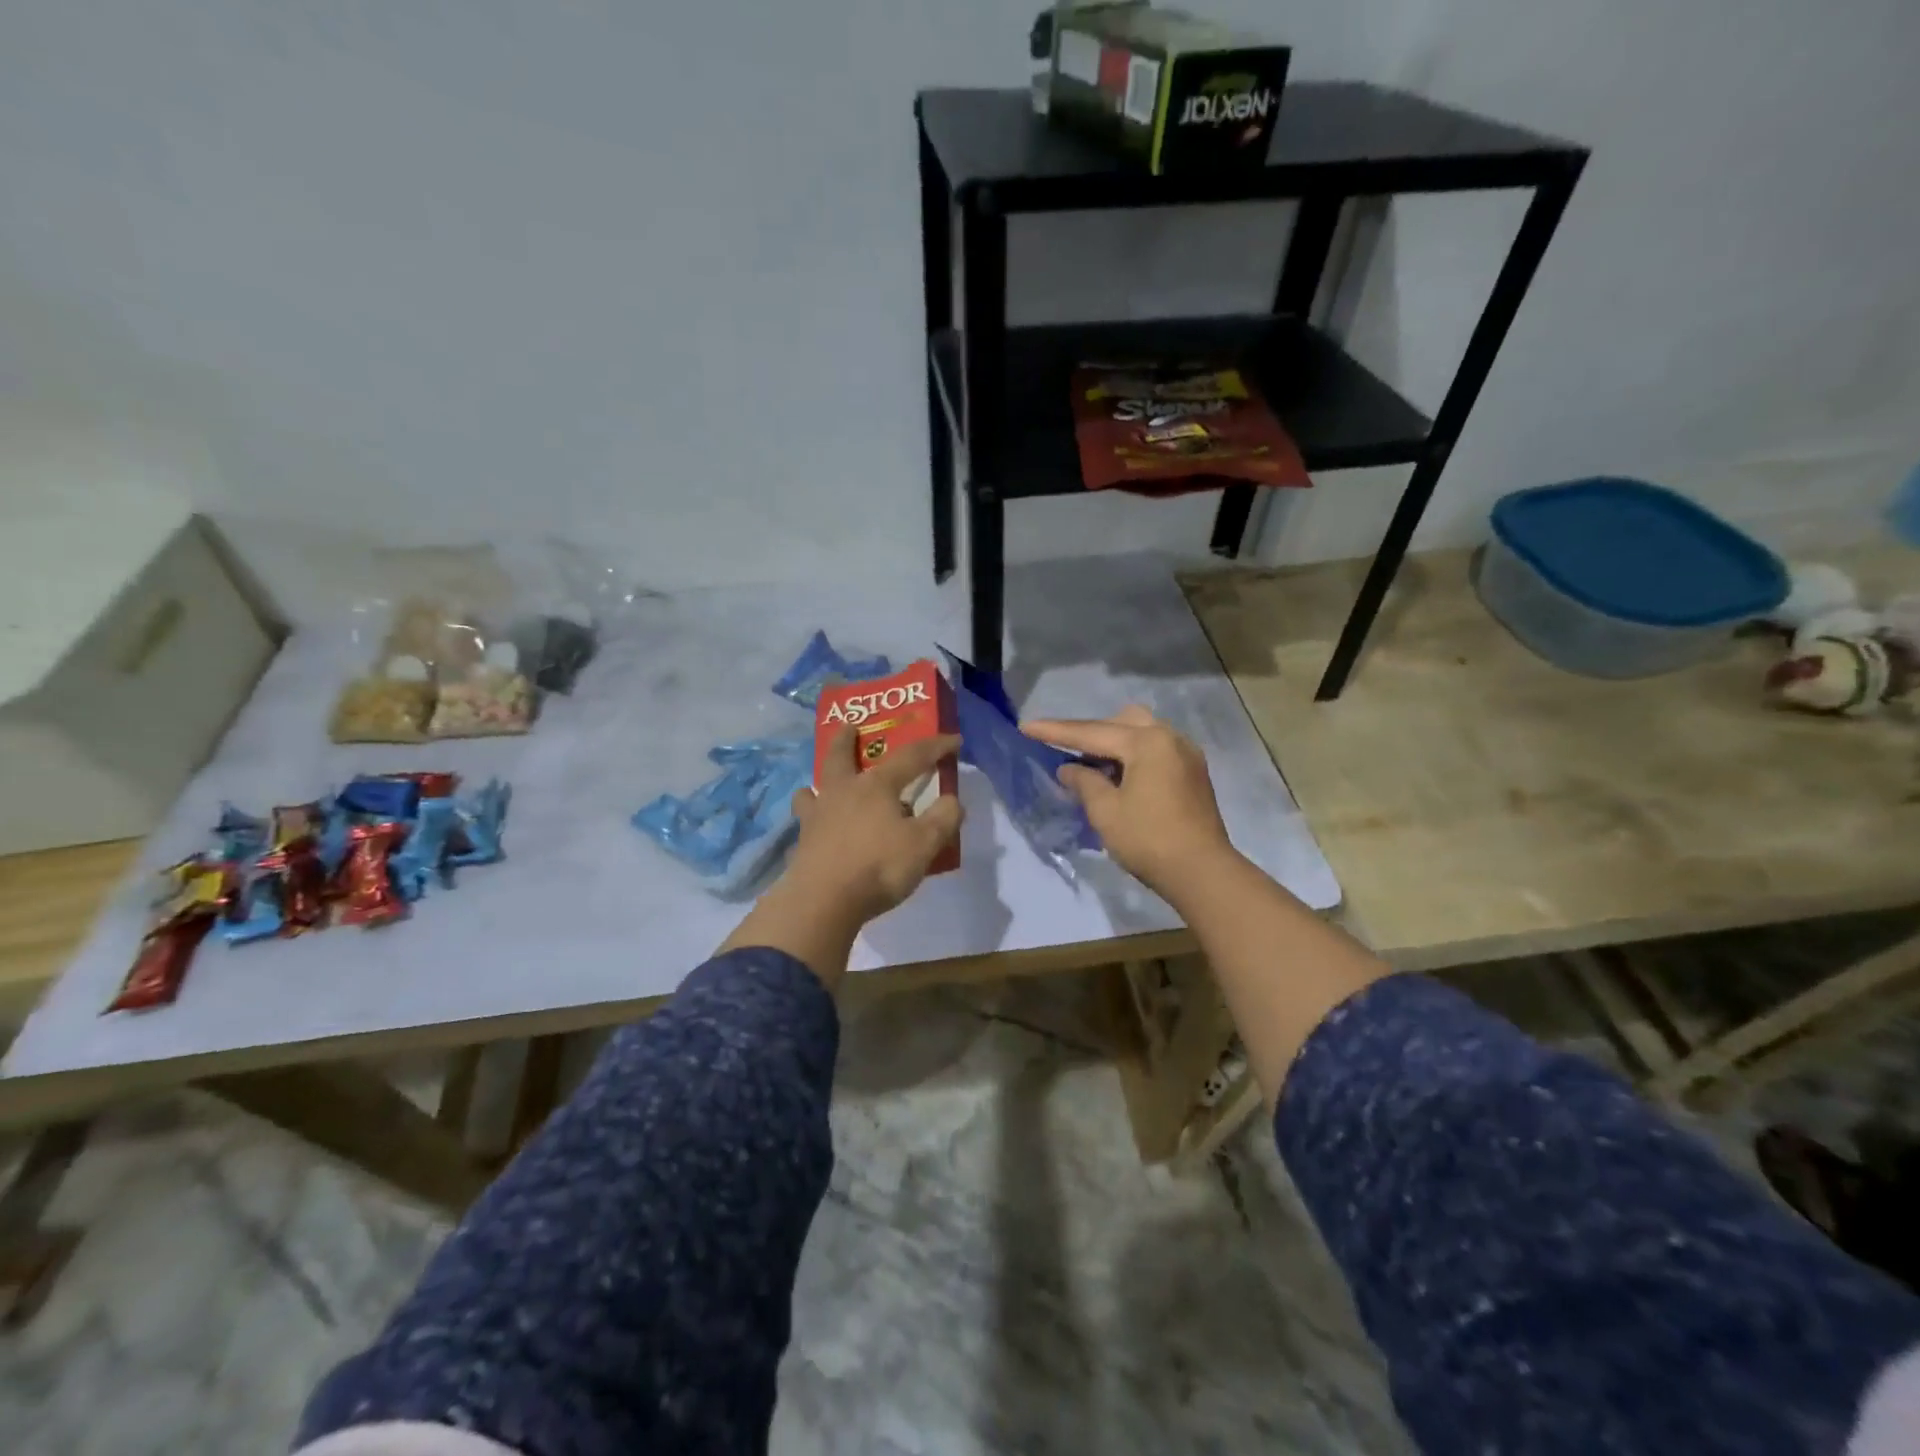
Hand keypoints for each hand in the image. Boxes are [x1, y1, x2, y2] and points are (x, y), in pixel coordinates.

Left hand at [781, 728, 963, 924]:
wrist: (823, 901)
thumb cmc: (878, 866)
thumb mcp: (924, 844)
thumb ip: (943, 819)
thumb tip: (951, 800)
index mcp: (875, 786)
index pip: (911, 757)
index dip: (936, 746)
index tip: (954, 740)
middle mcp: (843, 792)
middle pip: (841, 756)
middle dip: (846, 739)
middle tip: (848, 725)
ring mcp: (817, 816)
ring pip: (815, 787)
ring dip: (820, 780)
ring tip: (820, 783)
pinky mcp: (803, 843)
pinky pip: (805, 820)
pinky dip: (810, 816)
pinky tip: (814, 826)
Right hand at [1023, 706, 1233, 897]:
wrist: (1203, 873)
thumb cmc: (1149, 839)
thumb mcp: (1106, 811)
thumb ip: (1084, 782)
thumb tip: (1069, 768)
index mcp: (1147, 741)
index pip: (1091, 732)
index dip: (1055, 731)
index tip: (1025, 727)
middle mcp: (1170, 738)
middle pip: (1120, 722)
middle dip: (1089, 733)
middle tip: (1063, 748)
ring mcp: (1186, 754)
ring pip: (1141, 733)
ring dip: (1113, 743)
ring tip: (1090, 764)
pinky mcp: (1193, 773)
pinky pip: (1155, 750)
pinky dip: (1132, 756)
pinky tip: (1118, 776)